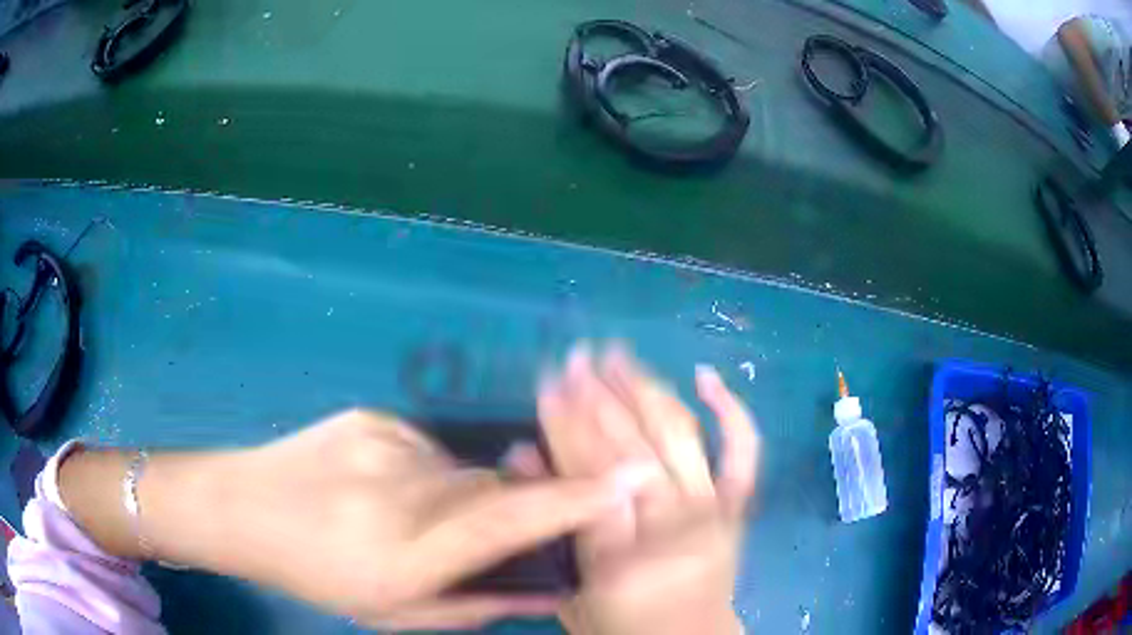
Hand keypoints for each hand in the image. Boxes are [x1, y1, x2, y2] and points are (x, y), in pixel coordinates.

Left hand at [61, 410, 649, 630]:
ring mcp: (384, 443)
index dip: (575, 498)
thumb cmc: (317, 576)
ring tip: (406, 517)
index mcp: (406, 551)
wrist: (243, 509)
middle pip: (496, 487)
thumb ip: (478, 604)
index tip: (630, 476)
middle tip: (475, 534)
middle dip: (511, 508)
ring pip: (463, 468)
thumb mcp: (395, 613)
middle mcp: (401, 490)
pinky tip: (378, 489)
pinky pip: (425, 448)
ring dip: (457, 496)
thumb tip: (546, 589)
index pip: (511, 517)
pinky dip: (422, 474)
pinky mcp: (370, 417)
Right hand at [508, 346, 759, 634]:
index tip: (548, 383)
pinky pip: (743, 451)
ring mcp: (714, 514)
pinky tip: (705, 377)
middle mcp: (674, 530)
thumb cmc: (622, 626)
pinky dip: (730, 409)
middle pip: (632, 450)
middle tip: (575, 358)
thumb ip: (545, 524)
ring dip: (645, 390)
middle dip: (598, 397)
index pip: (589, 476)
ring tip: (616, 355)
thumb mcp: (566, 590)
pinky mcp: (738, 508)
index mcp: (623, 561)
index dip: (566, 424)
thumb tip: (520, 452)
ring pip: (678, 437)